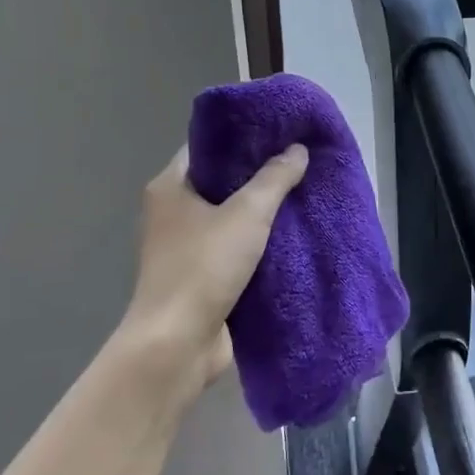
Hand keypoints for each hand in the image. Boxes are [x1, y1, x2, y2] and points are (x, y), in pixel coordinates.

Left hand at [117, 143, 308, 402]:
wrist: (178, 343)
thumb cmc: (204, 267)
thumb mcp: (247, 214)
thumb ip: (275, 179)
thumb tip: (297, 149)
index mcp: (170, 187)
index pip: (207, 147)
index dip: (243, 137)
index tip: (280, 131)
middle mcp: (172, 212)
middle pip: (221, 181)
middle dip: (259, 174)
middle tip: (299, 161)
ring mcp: (185, 246)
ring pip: (230, 216)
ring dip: (262, 210)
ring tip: (303, 193)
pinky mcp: (201, 275)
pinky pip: (234, 247)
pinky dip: (259, 241)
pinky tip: (292, 234)